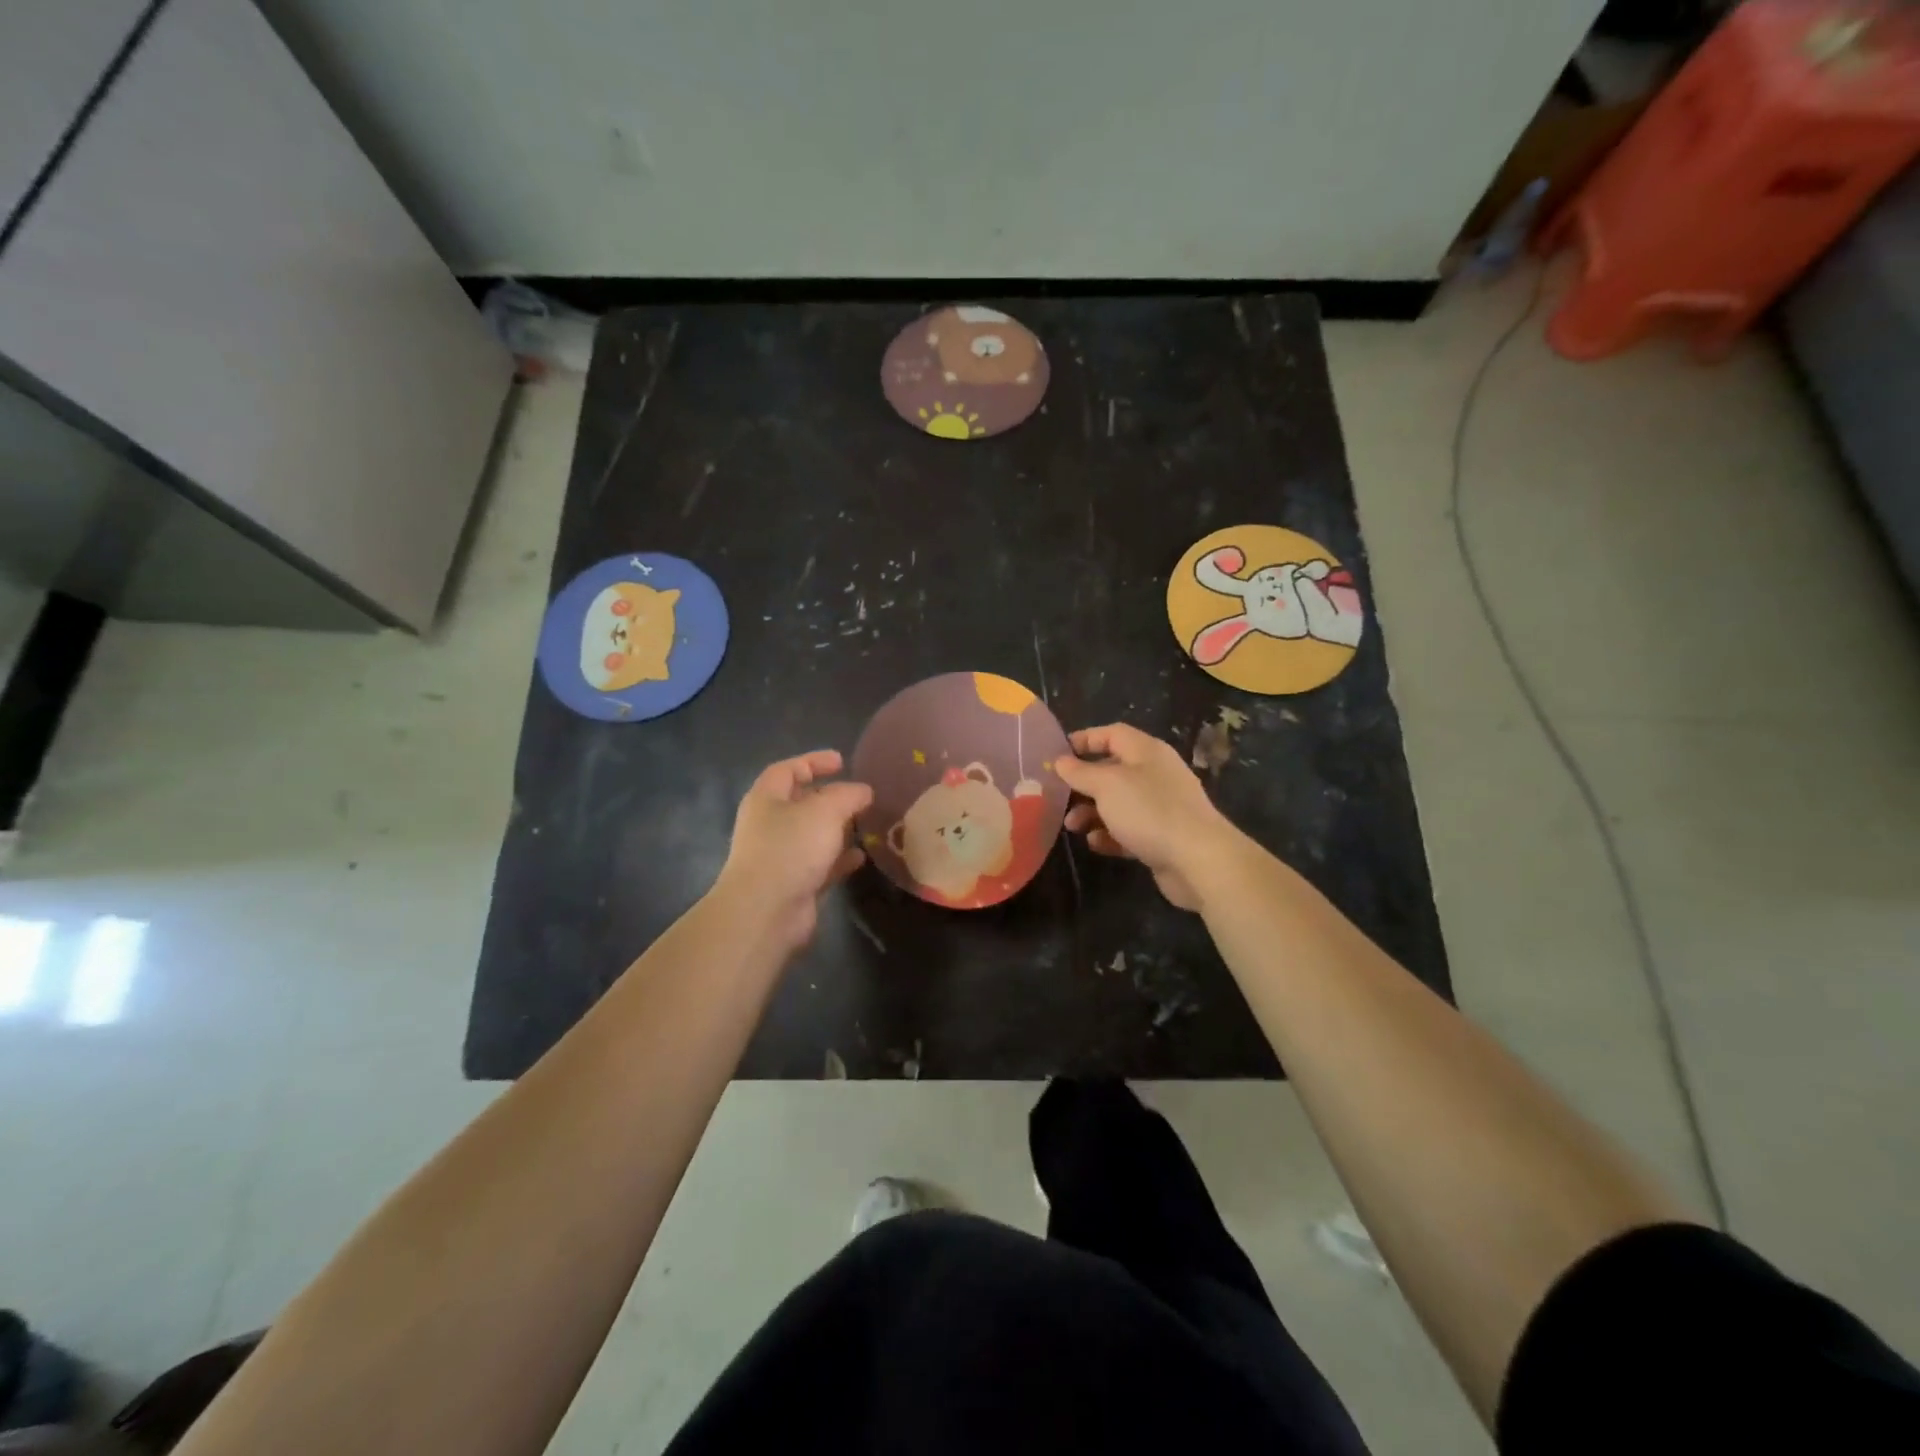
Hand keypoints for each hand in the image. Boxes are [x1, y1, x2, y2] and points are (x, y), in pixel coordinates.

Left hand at [714, 750, 872, 953]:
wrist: (766, 911)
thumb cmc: (790, 848)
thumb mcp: (825, 810)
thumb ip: (847, 795)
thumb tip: (863, 791)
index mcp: (767, 798)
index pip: (788, 769)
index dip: (813, 761)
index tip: (842, 761)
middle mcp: (770, 824)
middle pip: (801, 802)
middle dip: (830, 797)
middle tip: (859, 795)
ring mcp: (780, 856)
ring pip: (813, 834)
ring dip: (838, 829)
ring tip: (866, 824)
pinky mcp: (794, 883)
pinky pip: (821, 864)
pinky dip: (840, 859)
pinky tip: (861, 857)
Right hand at [1053, 724, 1234, 911]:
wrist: (1198, 859)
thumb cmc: (1149, 811)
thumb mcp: (1107, 785)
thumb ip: (1081, 772)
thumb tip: (1061, 761)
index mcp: (1146, 752)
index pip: (1112, 734)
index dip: (1084, 740)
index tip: (1057, 755)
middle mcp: (1155, 774)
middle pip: (1112, 770)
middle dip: (1083, 784)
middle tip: (1058, 798)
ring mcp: (1161, 806)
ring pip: (1117, 803)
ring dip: (1091, 812)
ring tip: (1073, 826)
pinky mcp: (1161, 836)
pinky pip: (1129, 830)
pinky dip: (1110, 835)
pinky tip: (1096, 844)